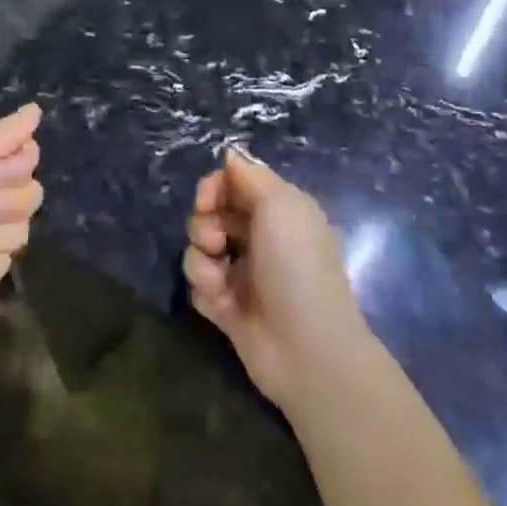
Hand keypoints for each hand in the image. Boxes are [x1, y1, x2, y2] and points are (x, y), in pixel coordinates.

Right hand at [183, 149, 370, 410]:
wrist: (307, 349)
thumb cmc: (297, 266)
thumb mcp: (280, 205)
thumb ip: (250, 177)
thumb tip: (230, 156)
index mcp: (278, 210)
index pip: (234, 182)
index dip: (214, 187)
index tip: (207, 200)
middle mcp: (260, 237)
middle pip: (212, 213)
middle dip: (204, 223)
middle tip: (216, 241)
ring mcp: (242, 273)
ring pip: (200, 248)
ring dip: (200, 259)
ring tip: (217, 278)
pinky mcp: (227, 307)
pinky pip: (199, 285)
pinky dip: (204, 288)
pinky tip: (221, 303)